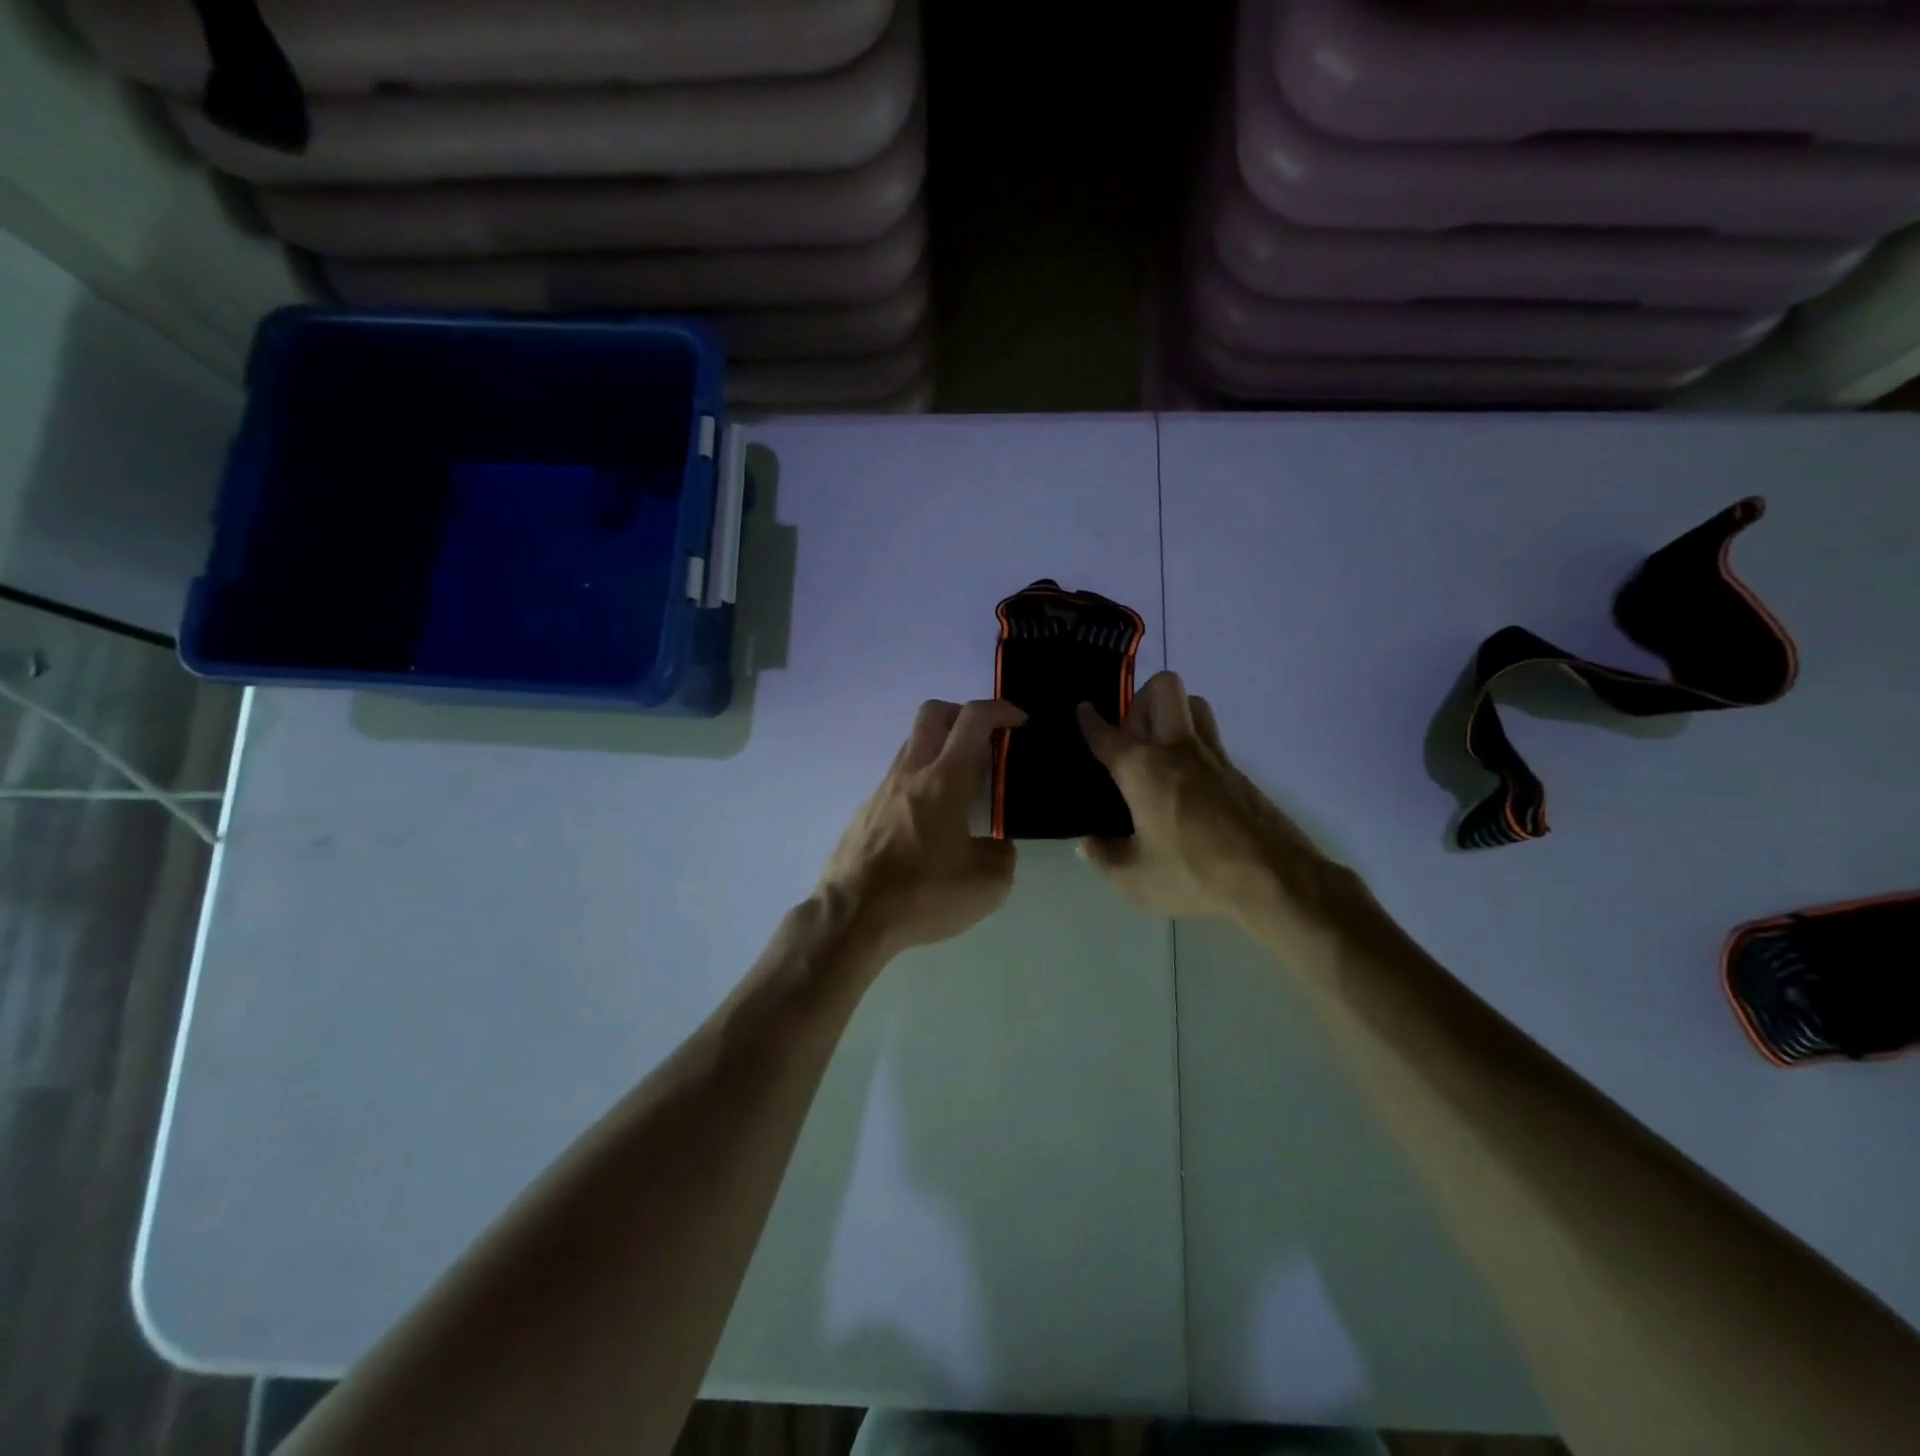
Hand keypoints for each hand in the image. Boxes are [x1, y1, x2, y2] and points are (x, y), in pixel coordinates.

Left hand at [820, 699, 1026, 955]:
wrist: (852, 917)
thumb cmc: (923, 895)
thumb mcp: (988, 885)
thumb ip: (1002, 854)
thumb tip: (997, 844)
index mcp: (945, 780)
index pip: (974, 719)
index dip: (1002, 709)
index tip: (1020, 723)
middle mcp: (911, 773)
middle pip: (933, 713)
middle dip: (965, 714)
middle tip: (987, 741)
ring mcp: (882, 789)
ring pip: (913, 745)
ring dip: (941, 749)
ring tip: (963, 788)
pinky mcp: (865, 811)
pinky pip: (899, 779)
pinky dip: (921, 782)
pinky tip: (931, 823)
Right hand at [1076, 672, 1337, 933]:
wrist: (1274, 879)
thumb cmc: (1194, 873)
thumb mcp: (1135, 878)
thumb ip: (1105, 857)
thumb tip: (1087, 845)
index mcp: (1143, 768)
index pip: (1106, 733)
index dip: (1089, 720)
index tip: (1083, 709)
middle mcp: (1177, 749)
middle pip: (1163, 688)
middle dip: (1141, 699)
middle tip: (1130, 736)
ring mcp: (1214, 757)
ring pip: (1195, 704)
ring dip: (1173, 714)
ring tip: (1158, 750)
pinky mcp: (1239, 774)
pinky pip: (1211, 739)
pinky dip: (1193, 746)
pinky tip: (1186, 784)